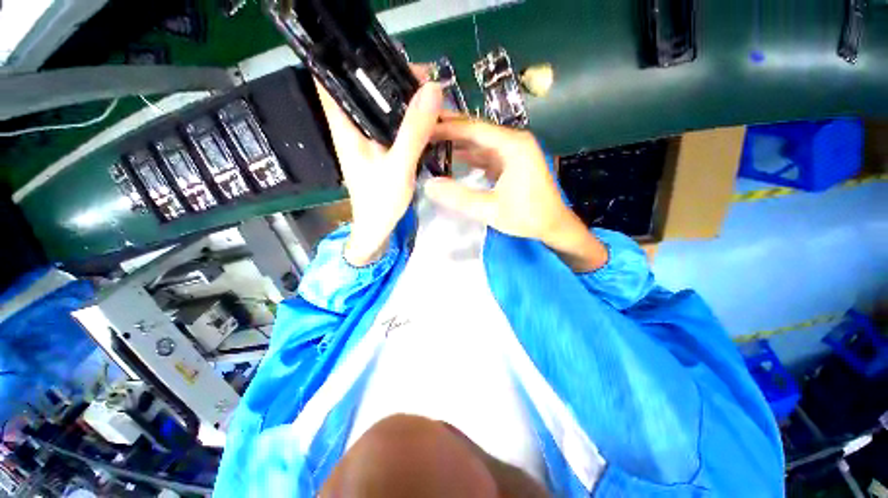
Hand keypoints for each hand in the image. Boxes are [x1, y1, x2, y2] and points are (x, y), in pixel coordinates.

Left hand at [314, 75, 442, 266]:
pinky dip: (408, 117)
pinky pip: (394, 124)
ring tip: (431, 93)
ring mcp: (368, 139)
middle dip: (391, 77)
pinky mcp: (381, 149)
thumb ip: (413, 131)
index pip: (333, 78)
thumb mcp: (399, 166)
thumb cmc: (380, 202)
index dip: (352, 59)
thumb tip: (433, 89)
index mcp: (346, 126)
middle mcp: (353, 127)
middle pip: (364, 88)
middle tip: (424, 77)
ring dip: (403, 97)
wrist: (378, 229)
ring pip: (382, 106)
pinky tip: (426, 117)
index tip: (385, 54)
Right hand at [425, 117, 607, 271]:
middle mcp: (514, 141)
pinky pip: (486, 154)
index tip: (422, 127)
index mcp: (513, 145)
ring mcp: (513, 151)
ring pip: (480, 142)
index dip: (447, 127)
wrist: (553, 225)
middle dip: (450, 130)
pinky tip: (452, 157)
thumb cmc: (527, 216)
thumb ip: (459, 197)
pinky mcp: (511, 162)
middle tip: (422, 130)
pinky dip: (469, 155)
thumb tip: (428, 185)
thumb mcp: (490, 210)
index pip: (474, 128)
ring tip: (432, 142)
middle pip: (477, 131)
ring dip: (458, 142)